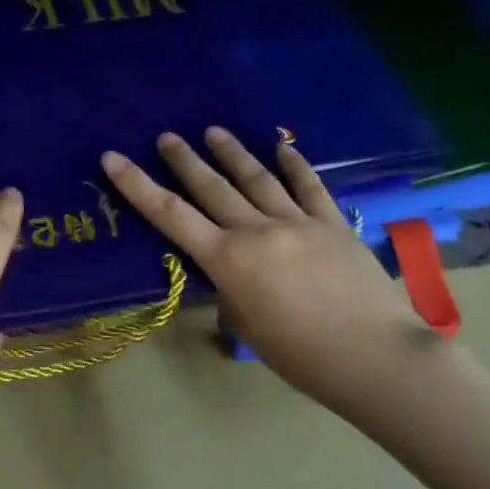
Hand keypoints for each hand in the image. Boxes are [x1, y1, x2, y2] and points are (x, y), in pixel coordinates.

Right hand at [101, 128, 439, 417]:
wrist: (376, 356)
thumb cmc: (301, 355)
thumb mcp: (247, 327)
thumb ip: (230, 292)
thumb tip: (231, 275)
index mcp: (228, 260)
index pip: (171, 215)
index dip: (137, 185)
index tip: (113, 157)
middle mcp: (256, 230)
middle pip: (212, 187)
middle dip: (184, 160)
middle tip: (166, 136)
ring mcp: (297, 222)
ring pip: (257, 178)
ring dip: (232, 153)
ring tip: (213, 131)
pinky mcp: (333, 224)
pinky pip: (309, 187)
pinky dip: (294, 164)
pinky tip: (281, 146)